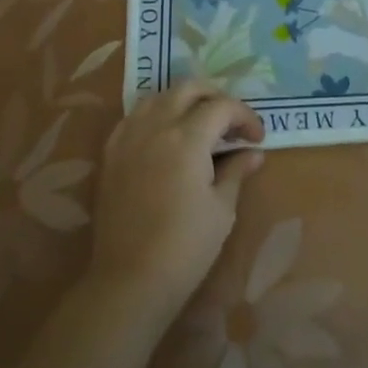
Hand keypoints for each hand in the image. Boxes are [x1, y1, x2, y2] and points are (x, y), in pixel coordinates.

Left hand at [88, 83, 265, 328]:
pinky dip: (155, 115)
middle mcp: (155, 126)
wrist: (130, 279)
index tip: (257, 138)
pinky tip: (165, 136)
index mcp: (187, 138)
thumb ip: (235, 172)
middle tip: (231, 121)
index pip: (222, 107)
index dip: (245, 116)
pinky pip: (134, 117)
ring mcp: (128, 137)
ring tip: (199, 123)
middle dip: (215, 96)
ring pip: (157, 97)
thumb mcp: (221, 210)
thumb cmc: (186, 247)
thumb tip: (253, 154)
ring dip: (183, 101)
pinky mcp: (111, 153)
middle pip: (187, 89)